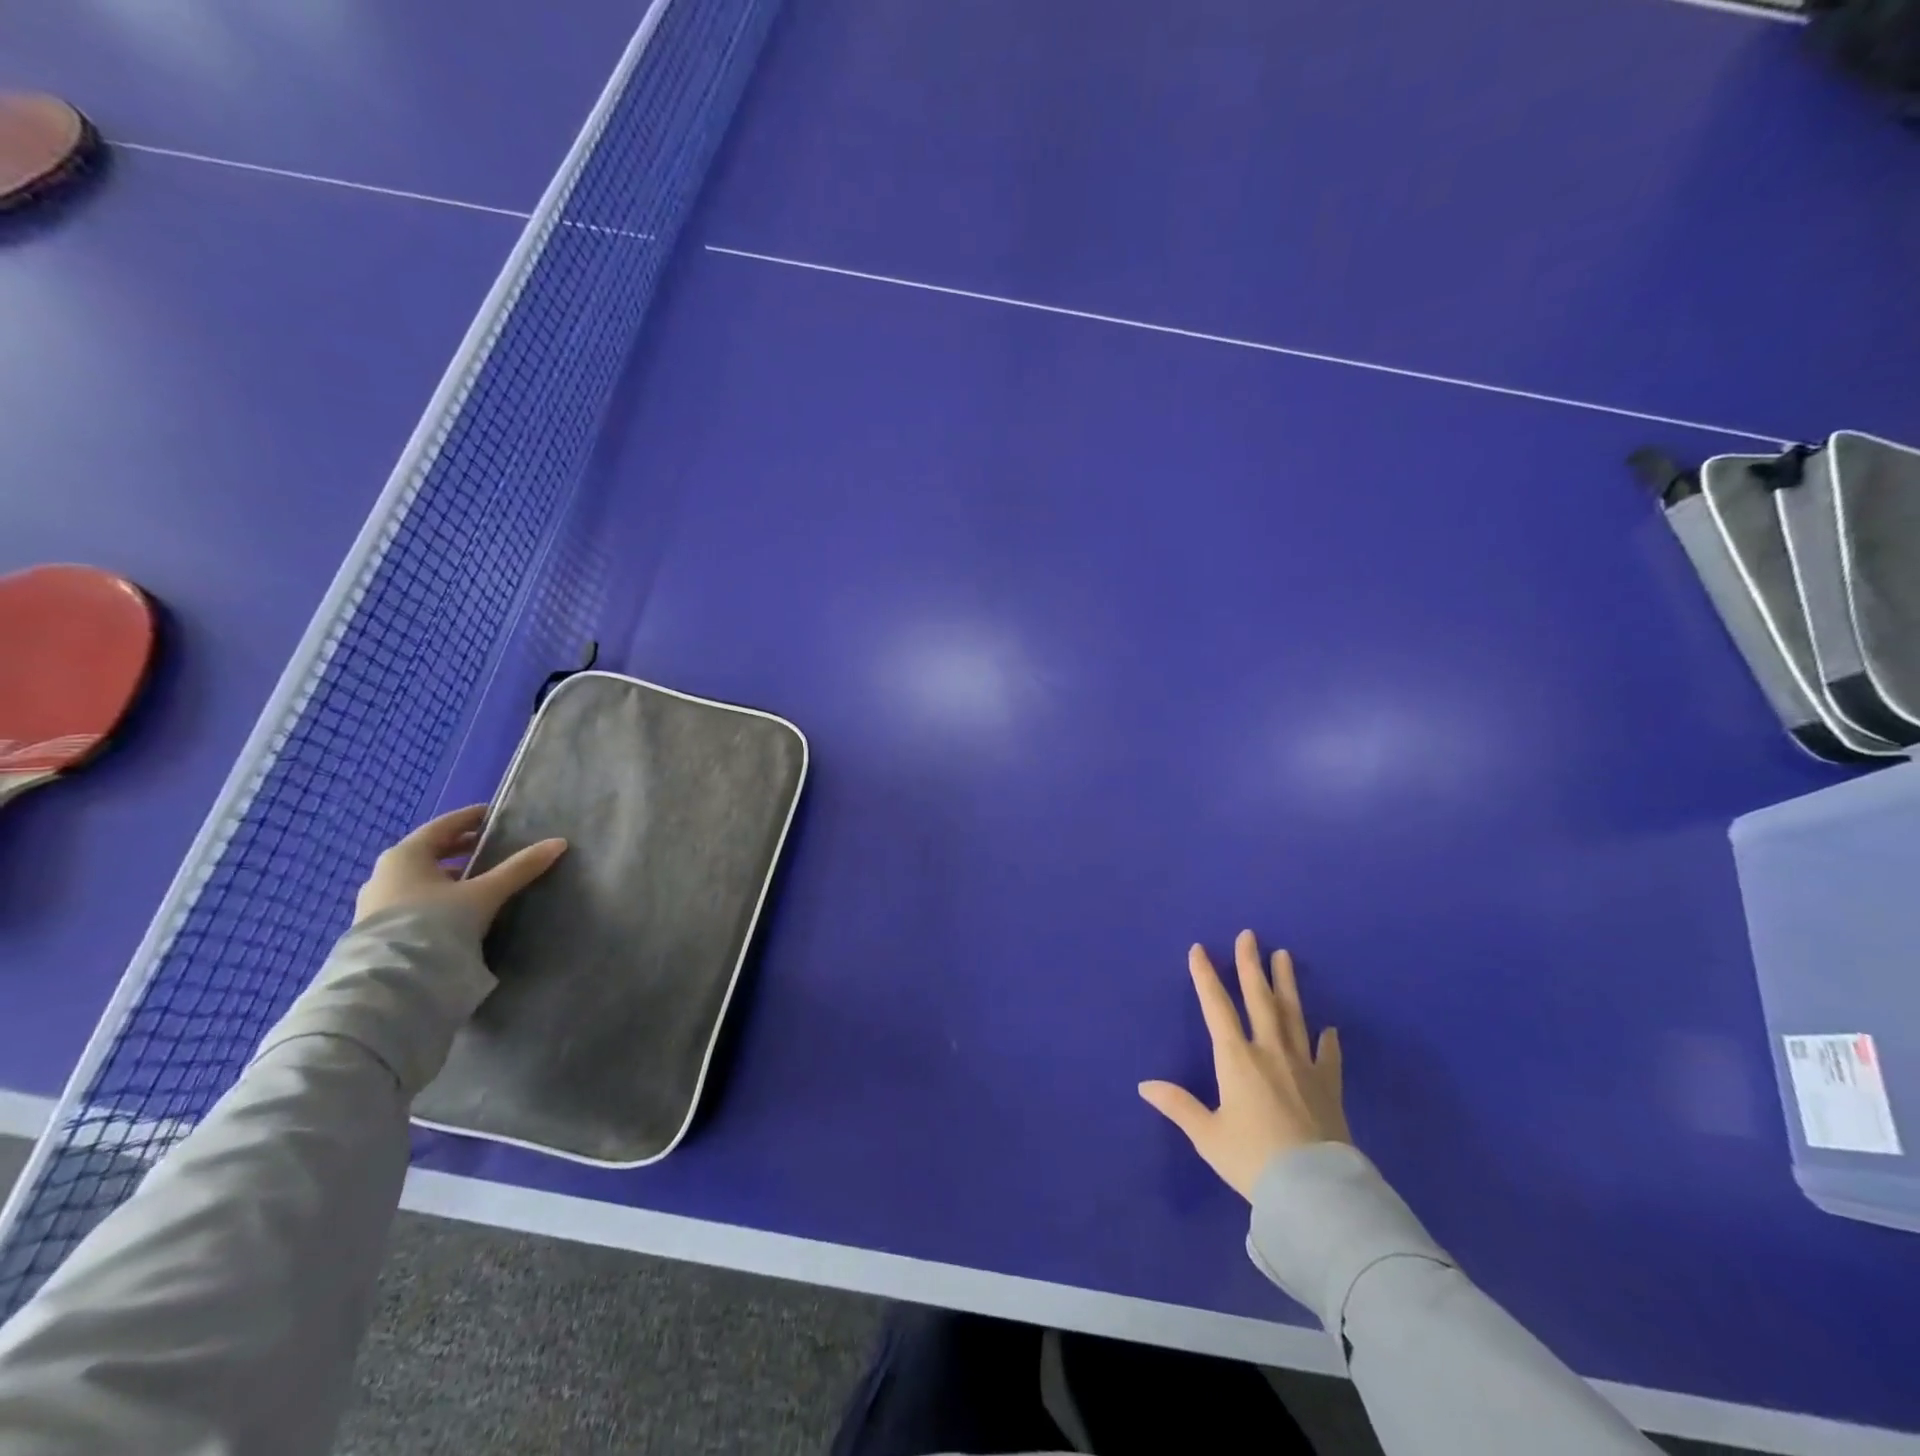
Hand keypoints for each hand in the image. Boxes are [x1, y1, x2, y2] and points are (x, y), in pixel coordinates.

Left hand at [354, 804, 566, 932]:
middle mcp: (385, 873)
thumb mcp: (483, 893)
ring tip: (478, 880)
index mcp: (405, 854)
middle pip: (429, 851)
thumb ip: (519, 868)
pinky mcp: (376, 929)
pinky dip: (436, 895)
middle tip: (491, 846)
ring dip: (448, 874)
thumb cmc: (434, 923)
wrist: (391, 982)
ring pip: (419, 877)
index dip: (471, 818)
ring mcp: (376, 902)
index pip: (443, 825)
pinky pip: (412, 899)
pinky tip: (457, 908)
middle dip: (461, 848)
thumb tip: (558, 843)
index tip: (495, 816)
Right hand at [1140, 930, 1350, 1199]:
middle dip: (1250, 965)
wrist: (1315, 1191)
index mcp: (1236, 1058)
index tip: (1199, 949)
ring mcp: (1303, 1066)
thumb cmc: (1253, 1160)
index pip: (1217, 1007)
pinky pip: (1328, 1057)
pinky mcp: (1328, 1087)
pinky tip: (1330, 1029)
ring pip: (1293, 1015)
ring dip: (1286, 984)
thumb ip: (1178, 1105)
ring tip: (1284, 956)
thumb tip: (1145, 1085)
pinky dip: (1329, 1042)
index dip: (1206, 977)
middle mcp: (1269, 1052)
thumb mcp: (1208, 1135)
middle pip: (1259, 999)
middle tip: (1249, 935)